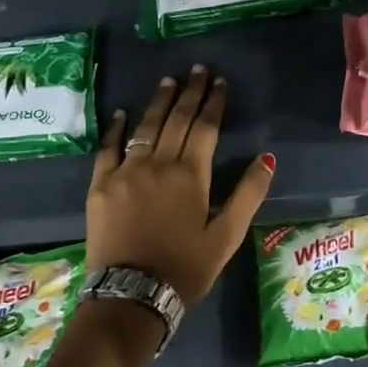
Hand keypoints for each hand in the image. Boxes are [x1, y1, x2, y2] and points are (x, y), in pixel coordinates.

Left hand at [86, 66, 274, 307]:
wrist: (129, 297)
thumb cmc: (185, 268)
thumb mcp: (226, 236)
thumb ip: (247, 194)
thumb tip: (266, 158)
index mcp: (191, 175)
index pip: (205, 128)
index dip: (214, 102)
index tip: (219, 81)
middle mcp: (158, 164)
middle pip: (176, 120)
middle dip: (189, 92)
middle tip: (197, 69)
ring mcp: (125, 172)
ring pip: (145, 128)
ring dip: (159, 102)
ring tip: (168, 80)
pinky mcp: (100, 186)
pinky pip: (107, 149)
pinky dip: (115, 129)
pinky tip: (121, 114)